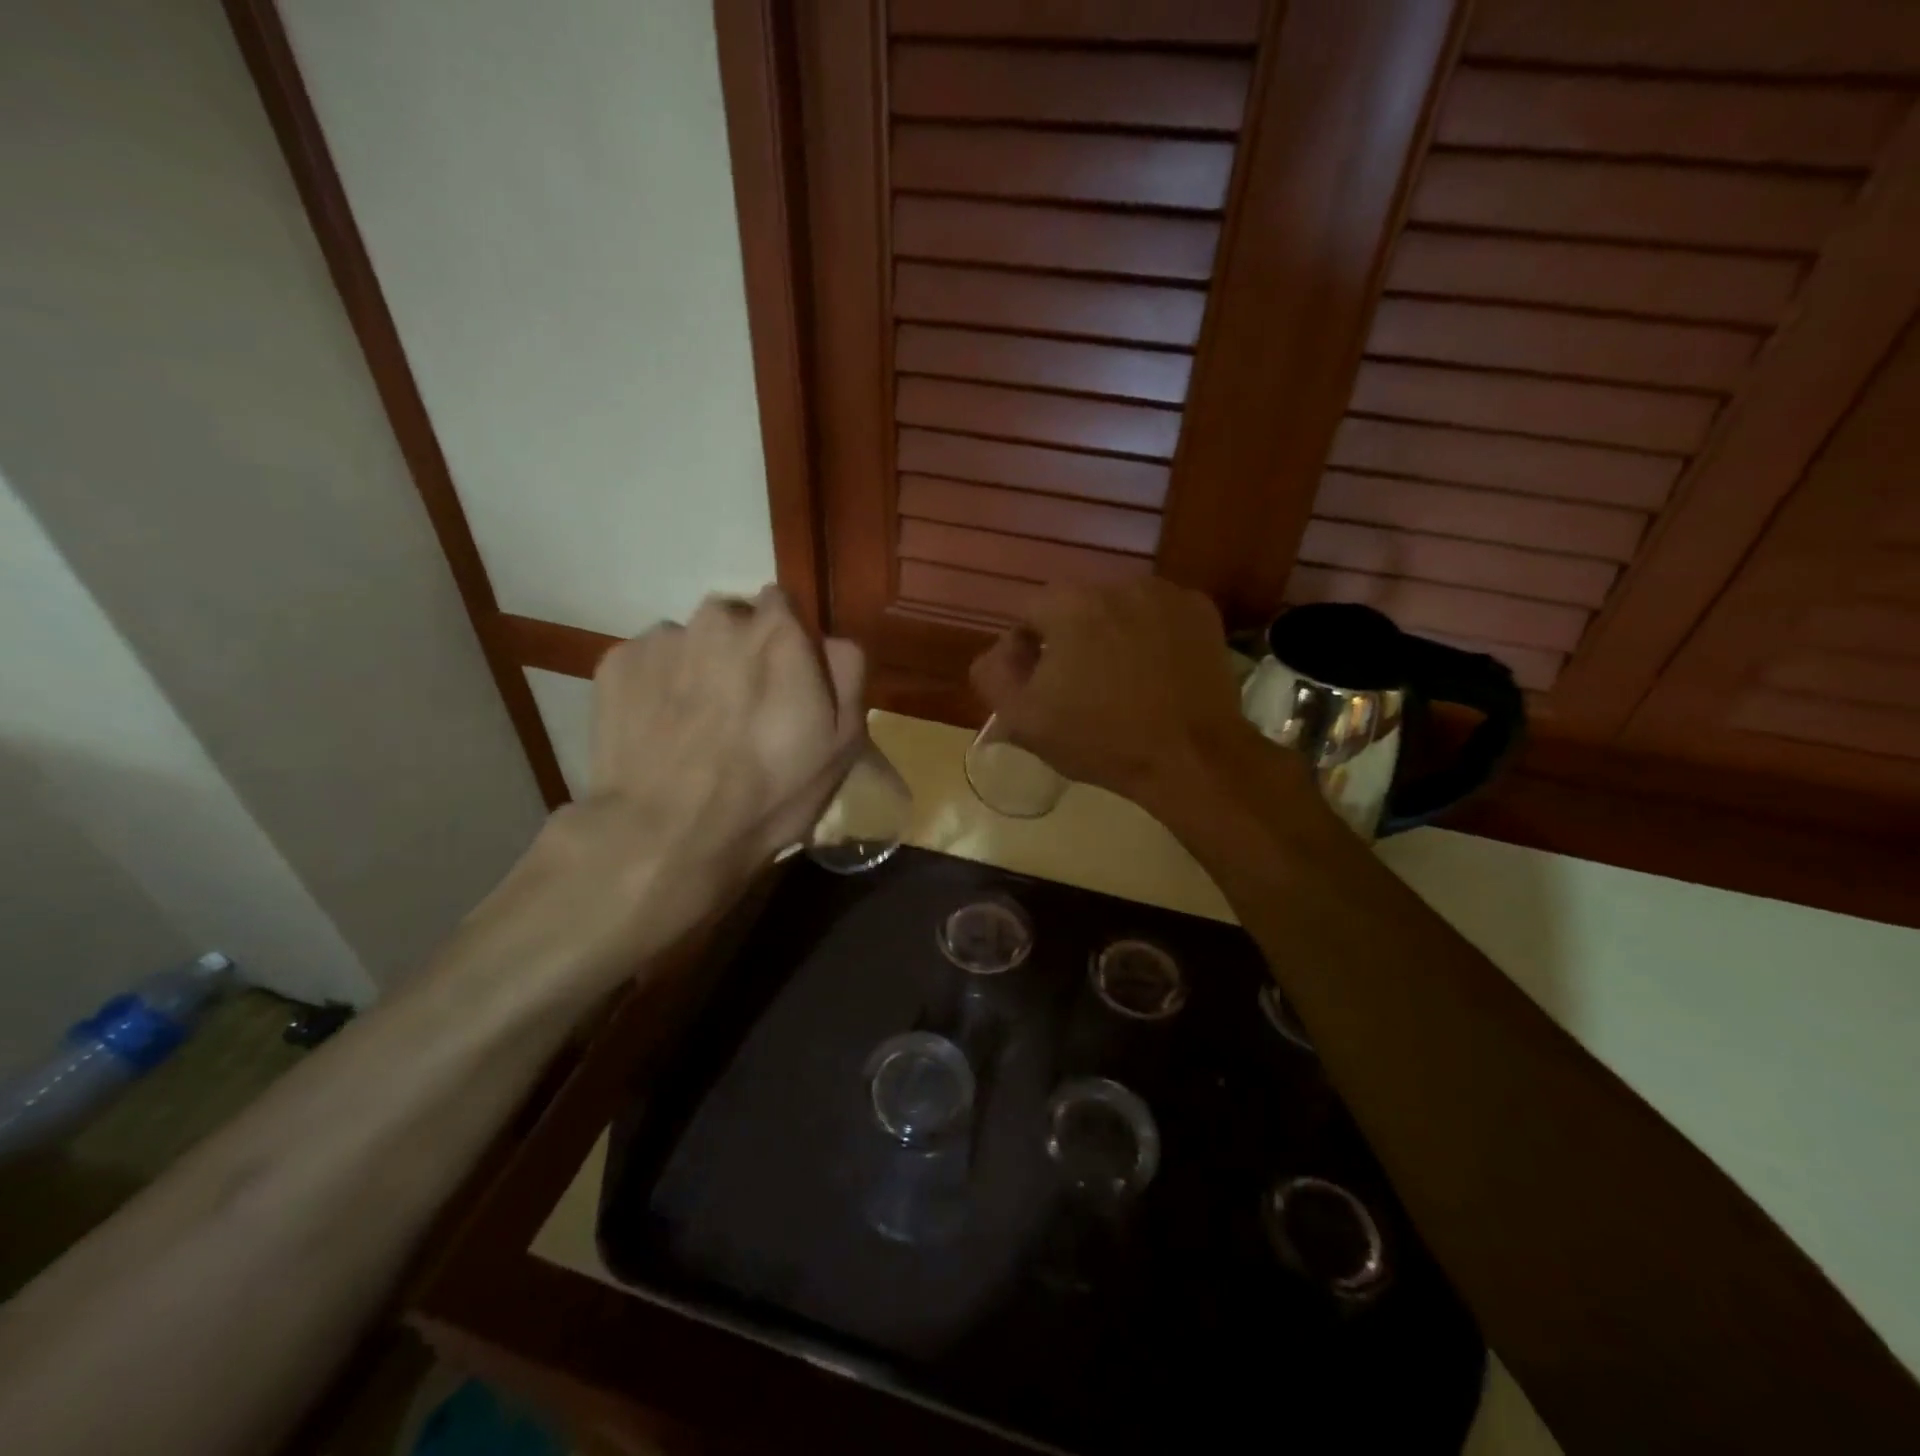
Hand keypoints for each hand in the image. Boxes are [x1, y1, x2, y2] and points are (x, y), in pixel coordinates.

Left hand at [476, 587, 865, 993]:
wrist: (668, 835)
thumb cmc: (769, 792)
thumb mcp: (843, 742)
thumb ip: (846, 672)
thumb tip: (829, 640)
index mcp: (778, 631)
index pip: (785, 606)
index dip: (787, 643)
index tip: (785, 681)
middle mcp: (718, 618)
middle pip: (734, 619)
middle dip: (740, 651)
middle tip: (740, 707)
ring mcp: (661, 638)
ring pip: (688, 641)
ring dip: (697, 667)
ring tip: (695, 725)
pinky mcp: (615, 664)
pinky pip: (647, 663)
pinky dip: (656, 686)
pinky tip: (660, 731)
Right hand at [968, 579, 1256, 808]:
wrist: (1192, 757)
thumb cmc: (1101, 740)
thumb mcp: (1023, 719)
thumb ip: (993, 674)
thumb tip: (1002, 650)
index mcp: (1069, 603)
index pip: (1029, 613)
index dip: (1028, 649)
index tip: (1041, 685)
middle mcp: (1117, 583)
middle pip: (1077, 607)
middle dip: (1072, 638)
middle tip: (1081, 685)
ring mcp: (1165, 593)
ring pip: (1120, 608)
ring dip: (1113, 634)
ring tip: (1123, 679)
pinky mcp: (1201, 611)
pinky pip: (1160, 615)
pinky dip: (1152, 635)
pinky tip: (1157, 672)